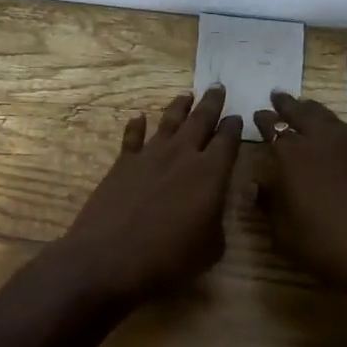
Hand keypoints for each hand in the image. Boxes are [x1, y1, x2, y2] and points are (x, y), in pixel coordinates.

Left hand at [57, 87, 243, 302]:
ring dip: (180, 106)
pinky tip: (139, 117)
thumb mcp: (210, 248)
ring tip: (187, 95)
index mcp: (211, 173)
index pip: (228, 140)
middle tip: (218, 87)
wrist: (108, 259)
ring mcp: (150, 155)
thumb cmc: (167, 259)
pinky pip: (133, 136)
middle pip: (201, 120)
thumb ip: (216, 221)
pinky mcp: (123, 163)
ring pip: (169, 121)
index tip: (238, 117)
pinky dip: (137, 125)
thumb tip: (212, 208)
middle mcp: (182, 155)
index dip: (235, 127)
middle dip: (211, 103)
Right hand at [252, 90, 346, 292]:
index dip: (264, 120)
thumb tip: (258, 184)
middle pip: (300, 112)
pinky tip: (342, 130)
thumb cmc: (325, 245)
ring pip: (328, 116)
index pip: (272, 128)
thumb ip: (268, 203)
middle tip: (278, 95)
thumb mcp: (283, 233)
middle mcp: (320, 140)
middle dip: (287, 104)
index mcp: (291, 157)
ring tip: (306, 106)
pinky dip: (341, 126)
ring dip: (313, 110)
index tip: (259, 114)